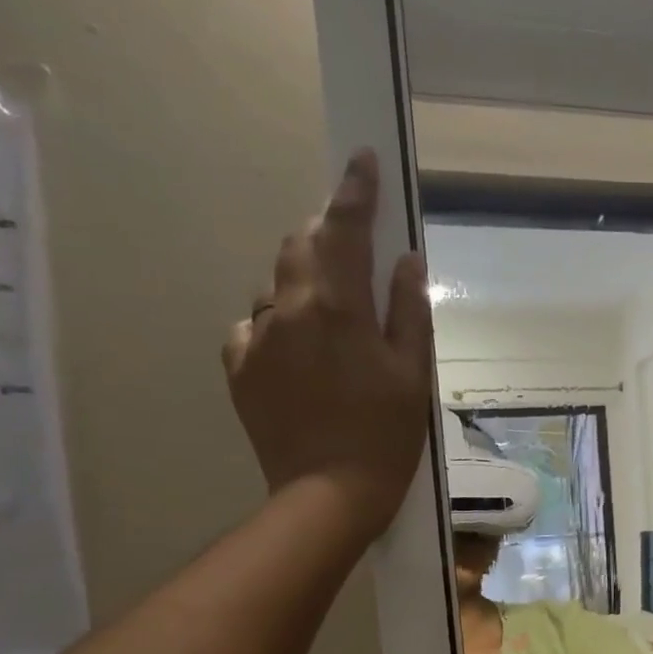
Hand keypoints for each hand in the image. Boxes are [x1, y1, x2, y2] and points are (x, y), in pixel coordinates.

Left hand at [225, 150, 433, 539]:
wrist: (329, 494)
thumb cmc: (386, 436)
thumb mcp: (413, 375)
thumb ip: (408, 312)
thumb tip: (405, 262)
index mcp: (337, 307)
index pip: (344, 229)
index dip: (355, 191)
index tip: (362, 159)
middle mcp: (287, 310)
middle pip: (300, 247)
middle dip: (327, 236)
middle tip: (354, 250)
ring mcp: (255, 338)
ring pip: (277, 288)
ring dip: (306, 286)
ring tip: (333, 323)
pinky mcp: (239, 368)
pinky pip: (257, 327)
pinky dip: (281, 326)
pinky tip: (302, 357)